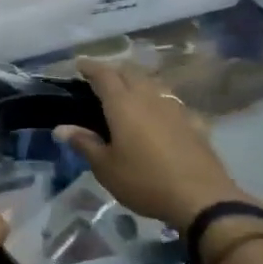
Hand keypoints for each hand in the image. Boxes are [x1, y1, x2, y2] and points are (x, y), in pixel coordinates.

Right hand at [54, 59, 254, 231]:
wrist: (201, 199)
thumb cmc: (144, 181)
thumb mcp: (105, 167)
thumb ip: (84, 143)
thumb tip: (61, 128)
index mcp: (123, 105)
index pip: (104, 75)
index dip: (90, 67)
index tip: (79, 64)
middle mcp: (149, 98)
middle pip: (130, 73)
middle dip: (114, 70)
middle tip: (100, 78)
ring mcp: (175, 109)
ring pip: (153, 84)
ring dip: (137, 82)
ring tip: (127, 92)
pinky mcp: (194, 123)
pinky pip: (171, 103)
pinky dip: (159, 101)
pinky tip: (159, 114)